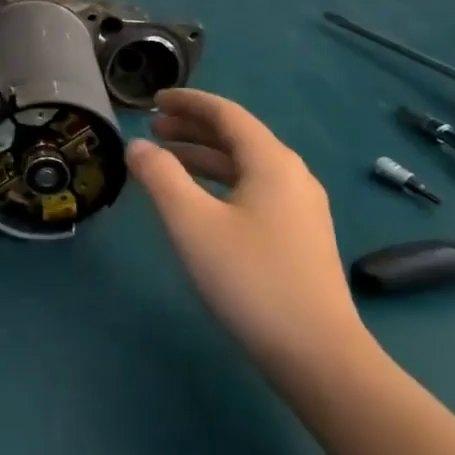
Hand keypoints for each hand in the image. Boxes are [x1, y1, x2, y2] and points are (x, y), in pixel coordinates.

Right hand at [126, 89, 375, 388]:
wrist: (317, 354)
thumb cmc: (250, 279)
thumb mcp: (192, 223)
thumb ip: (160, 177)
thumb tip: (137, 145)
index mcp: (272, 162)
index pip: (226, 113)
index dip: (188, 102)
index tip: (154, 100)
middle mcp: (292, 175)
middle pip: (238, 137)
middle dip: (193, 129)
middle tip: (153, 129)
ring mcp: (301, 208)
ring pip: (246, 166)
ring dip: (205, 157)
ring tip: (168, 161)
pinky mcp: (301, 236)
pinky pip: (254, 190)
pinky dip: (222, 182)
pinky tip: (201, 202)